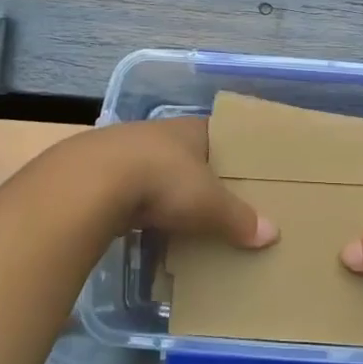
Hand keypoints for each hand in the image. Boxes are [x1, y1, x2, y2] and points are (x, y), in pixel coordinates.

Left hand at [75, 117, 278, 249]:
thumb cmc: (162, 180)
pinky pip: (133, 194)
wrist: (90, 184)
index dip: (234, 151)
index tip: (248, 172)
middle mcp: (159, 134)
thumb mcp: (209, 202)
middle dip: (202, 177)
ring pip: (158, 173)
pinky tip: (149, 228)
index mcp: (190, 129)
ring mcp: (126, 153)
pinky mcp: (101, 177)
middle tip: (222, 201)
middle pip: (189, 155)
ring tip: (187, 219)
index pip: (220, 134)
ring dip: (169, 194)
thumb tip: (272, 234)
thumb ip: (239, 218)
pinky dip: (143, 209)